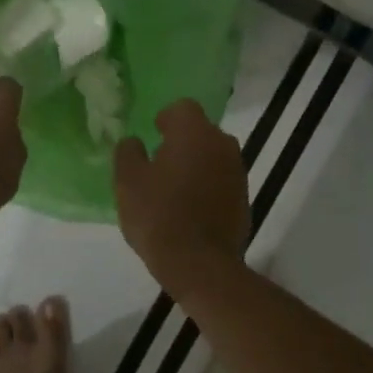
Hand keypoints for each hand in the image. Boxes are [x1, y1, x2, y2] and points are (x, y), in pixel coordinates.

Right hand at [114, 99, 249, 294]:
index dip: (165, 119)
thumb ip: (128, 153)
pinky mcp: (244, 198)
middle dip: (181, 142)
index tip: (152, 135)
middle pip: (200, 132)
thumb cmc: (158, 215)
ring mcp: (238, 172)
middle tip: (158, 164)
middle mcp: (222, 144)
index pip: (182, 108)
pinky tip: (189, 209)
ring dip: (196, 165)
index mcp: (194, 132)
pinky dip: (207, 187)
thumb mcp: (128, 182)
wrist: (200, 264)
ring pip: (212, 156)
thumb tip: (134, 142)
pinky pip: (221, 181)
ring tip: (173, 189)